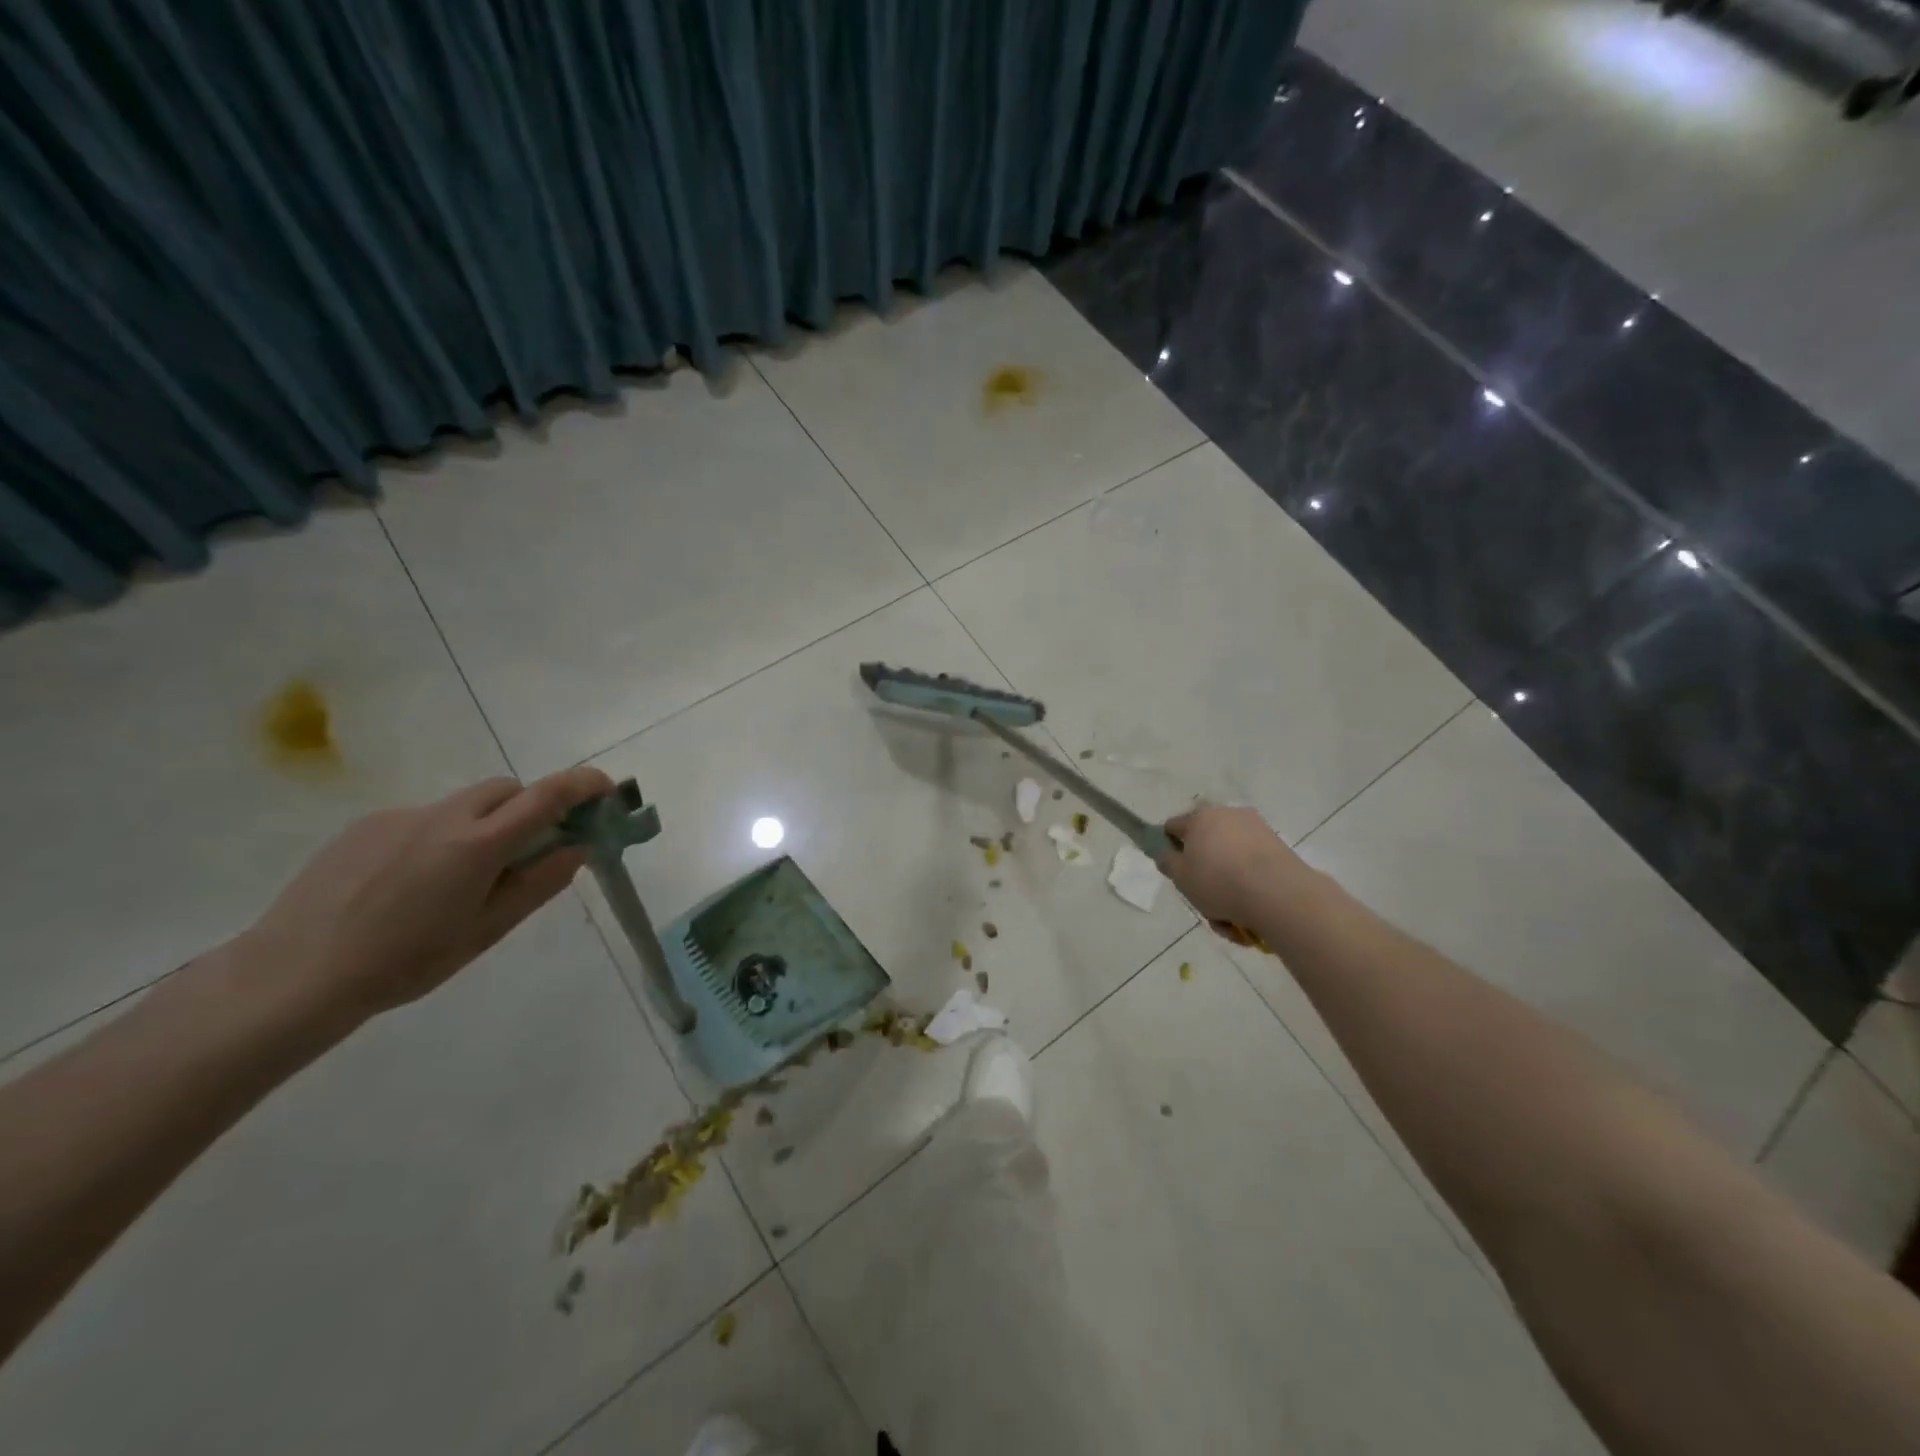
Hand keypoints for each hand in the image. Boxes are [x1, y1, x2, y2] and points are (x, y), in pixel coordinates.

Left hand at [237, 767, 614, 1026]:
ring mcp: (401, 816)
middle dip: (532, 807)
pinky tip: (412, 884)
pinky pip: (424, 818)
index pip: (547, 795)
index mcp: (478, 844)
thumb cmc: (404, 962)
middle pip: (507, 790)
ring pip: (465, 803)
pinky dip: (441, 836)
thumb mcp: (485, 932)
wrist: (293, 975)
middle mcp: (444, 816)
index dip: (583, 784)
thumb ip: (538, 885)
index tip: (606, 790)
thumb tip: (576, 849)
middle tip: (532, 850)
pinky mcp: (366, 825)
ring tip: (463, 878)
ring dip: (486, 823)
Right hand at [1158, 804, 1306, 931]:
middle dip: (1203, 867)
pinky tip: (1249, 912)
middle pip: (1206, 842)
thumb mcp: (1181, 878)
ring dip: (1227, 880)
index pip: (1174, 826)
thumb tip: (1167, 854)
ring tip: (1229, 915)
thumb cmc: (1218, 882)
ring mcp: (1255, 828)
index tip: (1174, 868)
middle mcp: (1227, 815)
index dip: (1169, 845)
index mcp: (1199, 818)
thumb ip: (1168, 863)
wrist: (1277, 893)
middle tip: (1203, 895)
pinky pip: (1253, 864)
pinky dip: (1248, 883)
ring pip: (1231, 857)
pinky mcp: (1277, 845)